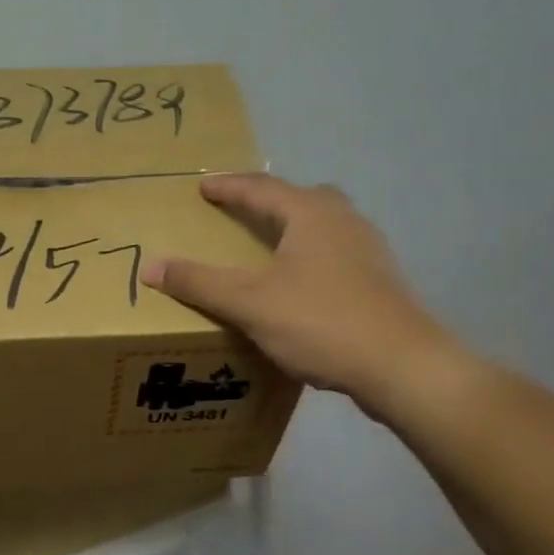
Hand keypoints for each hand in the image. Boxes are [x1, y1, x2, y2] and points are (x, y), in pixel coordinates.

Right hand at [143, 175, 462, 418]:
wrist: (403, 367)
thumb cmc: (321, 322)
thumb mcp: (249, 303)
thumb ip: (199, 282)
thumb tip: (150, 266)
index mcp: (311, 214)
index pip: (260, 188)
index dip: (228, 187)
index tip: (202, 187)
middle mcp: (344, 221)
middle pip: (300, 198)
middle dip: (267, 201)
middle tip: (239, 210)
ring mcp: (368, 251)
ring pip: (323, 225)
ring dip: (292, 228)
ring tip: (267, 245)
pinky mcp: (380, 281)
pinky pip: (335, 253)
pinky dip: (310, 255)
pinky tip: (300, 284)